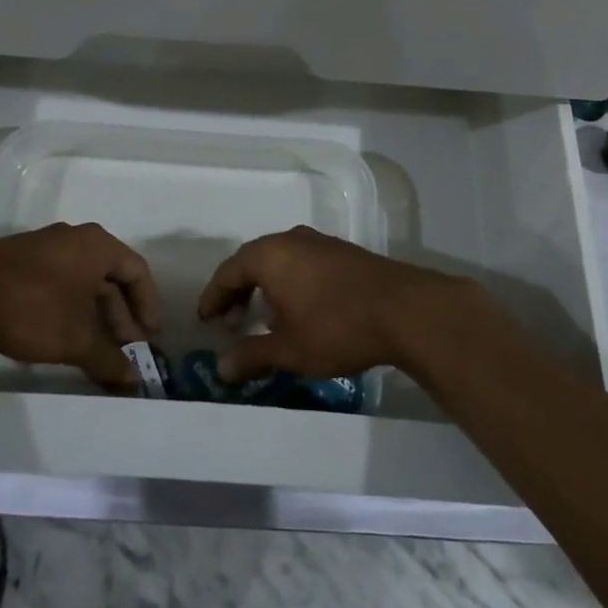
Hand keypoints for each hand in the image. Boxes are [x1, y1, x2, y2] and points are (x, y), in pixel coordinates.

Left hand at [0, 223, 159, 389]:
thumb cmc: (31, 307)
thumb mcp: (75, 338)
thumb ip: (107, 358)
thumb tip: (132, 380)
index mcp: (97, 245)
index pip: (136, 270)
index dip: (147, 305)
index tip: (148, 338)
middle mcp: (75, 239)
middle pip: (110, 277)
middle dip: (119, 316)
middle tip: (123, 350)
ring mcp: (45, 248)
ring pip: (83, 282)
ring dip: (94, 316)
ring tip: (95, 350)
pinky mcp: (21, 262)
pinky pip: (60, 283)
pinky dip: (70, 309)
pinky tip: (63, 337)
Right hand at [195, 226, 482, 382]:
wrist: (403, 309)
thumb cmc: (336, 327)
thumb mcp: (289, 349)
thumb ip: (252, 355)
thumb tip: (221, 367)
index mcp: (270, 255)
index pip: (229, 271)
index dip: (214, 296)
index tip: (204, 319)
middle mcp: (291, 240)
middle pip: (252, 261)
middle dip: (237, 291)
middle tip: (230, 322)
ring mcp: (319, 243)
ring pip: (278, 261)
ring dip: (264, 287)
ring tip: (263, 319)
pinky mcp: (342, 252)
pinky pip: (300, 262)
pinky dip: (287, 282)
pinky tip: (297, 309)